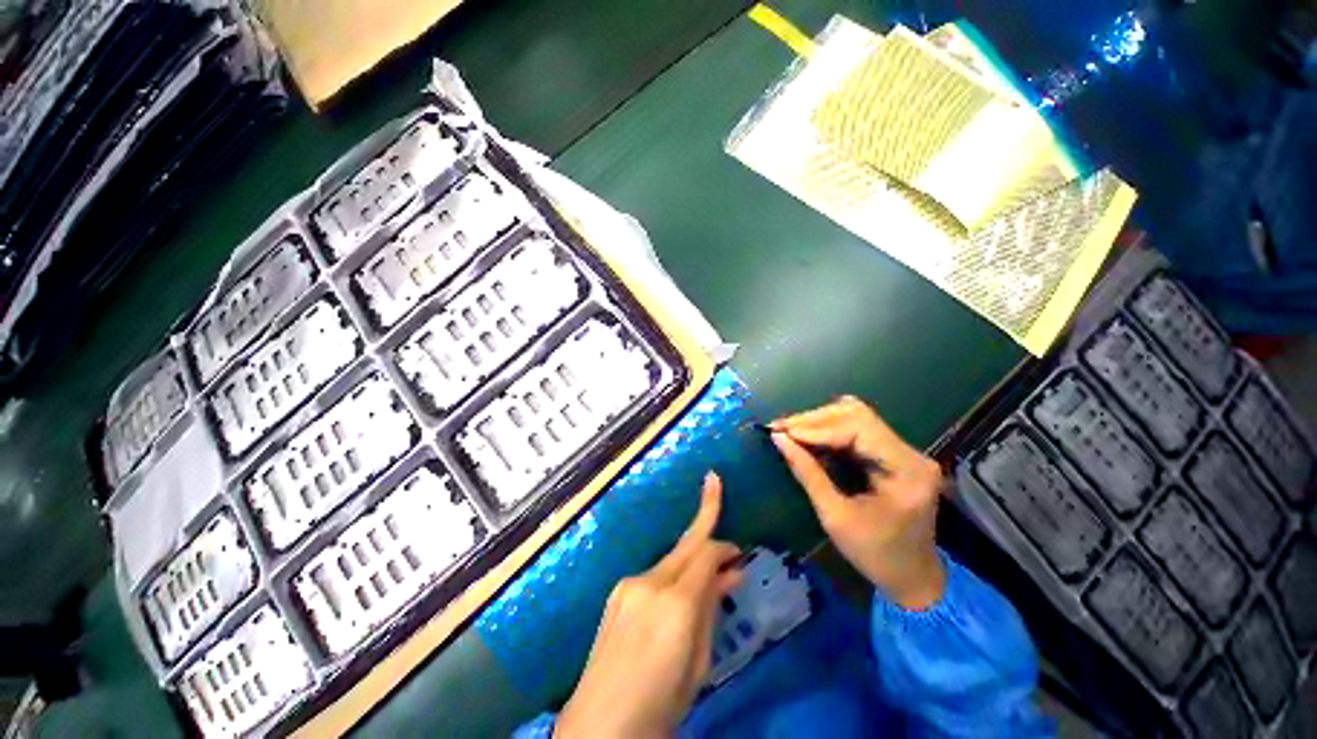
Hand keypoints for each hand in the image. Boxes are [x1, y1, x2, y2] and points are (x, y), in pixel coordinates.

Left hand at [557, 473, 742, 738]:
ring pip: (668, 561)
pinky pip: (653, 578)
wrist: (605, 717)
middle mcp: (646, 584)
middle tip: (721, 497)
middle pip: (684, 547)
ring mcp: (625, 591)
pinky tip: (686, 589)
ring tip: (717, 570)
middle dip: (705, 522)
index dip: (726, 542)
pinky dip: (674, 575)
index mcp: (675, 600)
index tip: (744, 548)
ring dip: (692, 558)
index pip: (706, 552)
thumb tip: (729, 576)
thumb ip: (711, 610)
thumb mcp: (701, 658)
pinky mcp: (614, 601)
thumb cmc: (664, 696)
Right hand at [771, 396, 946, 609]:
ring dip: (826, 425)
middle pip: (862, 416)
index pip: (860, 429)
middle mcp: (914, 453)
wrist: (911, 576)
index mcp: (906, 470)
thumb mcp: (837, 520)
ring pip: (863, 421)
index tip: (782, 431)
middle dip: (819, 421)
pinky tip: (813, 441)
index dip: (819, 427)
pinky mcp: (904, 458)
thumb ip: (811, 477)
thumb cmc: (874, 556)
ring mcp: (911, 453)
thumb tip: (780, 441)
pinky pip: (867, 436)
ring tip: (791, 432)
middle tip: (781, 428)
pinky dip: (837, 436)